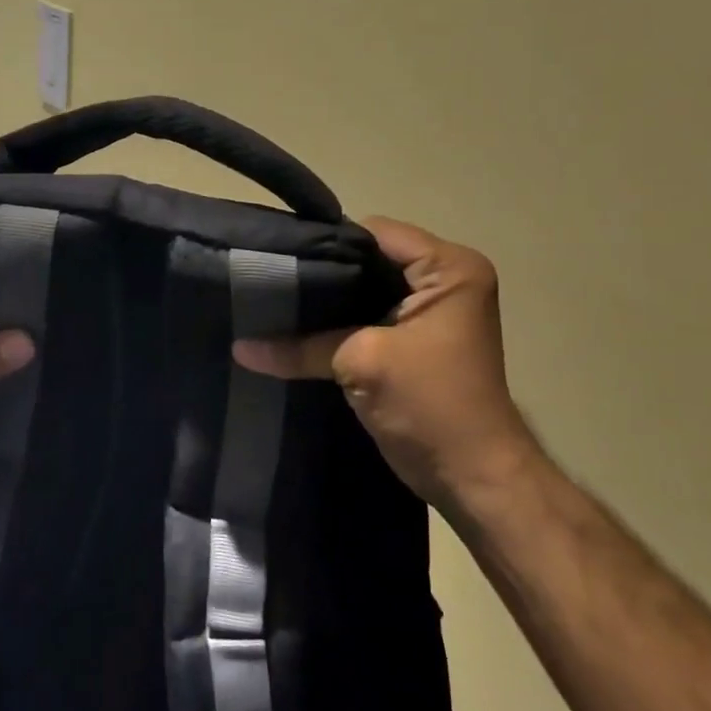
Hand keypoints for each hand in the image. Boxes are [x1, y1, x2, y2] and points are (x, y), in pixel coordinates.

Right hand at [233, 217, 535, 511]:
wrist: (472, 478)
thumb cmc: (431, 404)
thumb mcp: (361, 363)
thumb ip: (301, 346)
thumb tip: (239, 347)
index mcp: (449, 268)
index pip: (375, 233)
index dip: (327, 243)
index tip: (278, 257)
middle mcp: (444, 280)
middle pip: (368, 259)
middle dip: (321, 272)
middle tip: (268, 280)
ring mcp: (429, 312)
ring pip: (363, 289)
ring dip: (326, 301)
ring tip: (273, 302)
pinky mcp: (412, 341)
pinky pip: (366, 317)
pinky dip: (336, 324)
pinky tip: (295, 329)